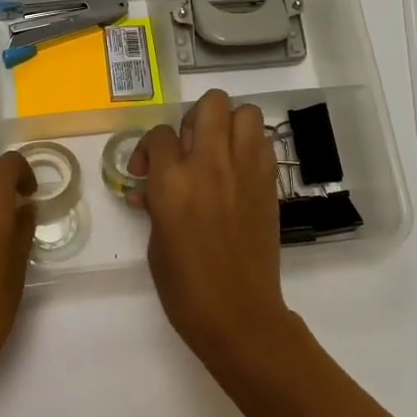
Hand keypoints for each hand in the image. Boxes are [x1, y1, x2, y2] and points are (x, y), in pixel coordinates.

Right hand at [130, 89, 295, 362]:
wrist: (238, 313)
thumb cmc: (185, 285)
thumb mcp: (155, 239)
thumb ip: (156, 201)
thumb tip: (151, 187)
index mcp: (173, 181)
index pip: (159, 134)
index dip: (149, 148)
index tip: (146, 171)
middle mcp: (210, 164)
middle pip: (210, 104)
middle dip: (194, 118)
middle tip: (188, 148)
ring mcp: (246, 170)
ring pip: (245, 112)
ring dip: (228, 124)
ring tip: (217, 151)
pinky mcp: (269, 183)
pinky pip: (263, 142)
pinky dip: (249, 146)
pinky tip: (237, 171)